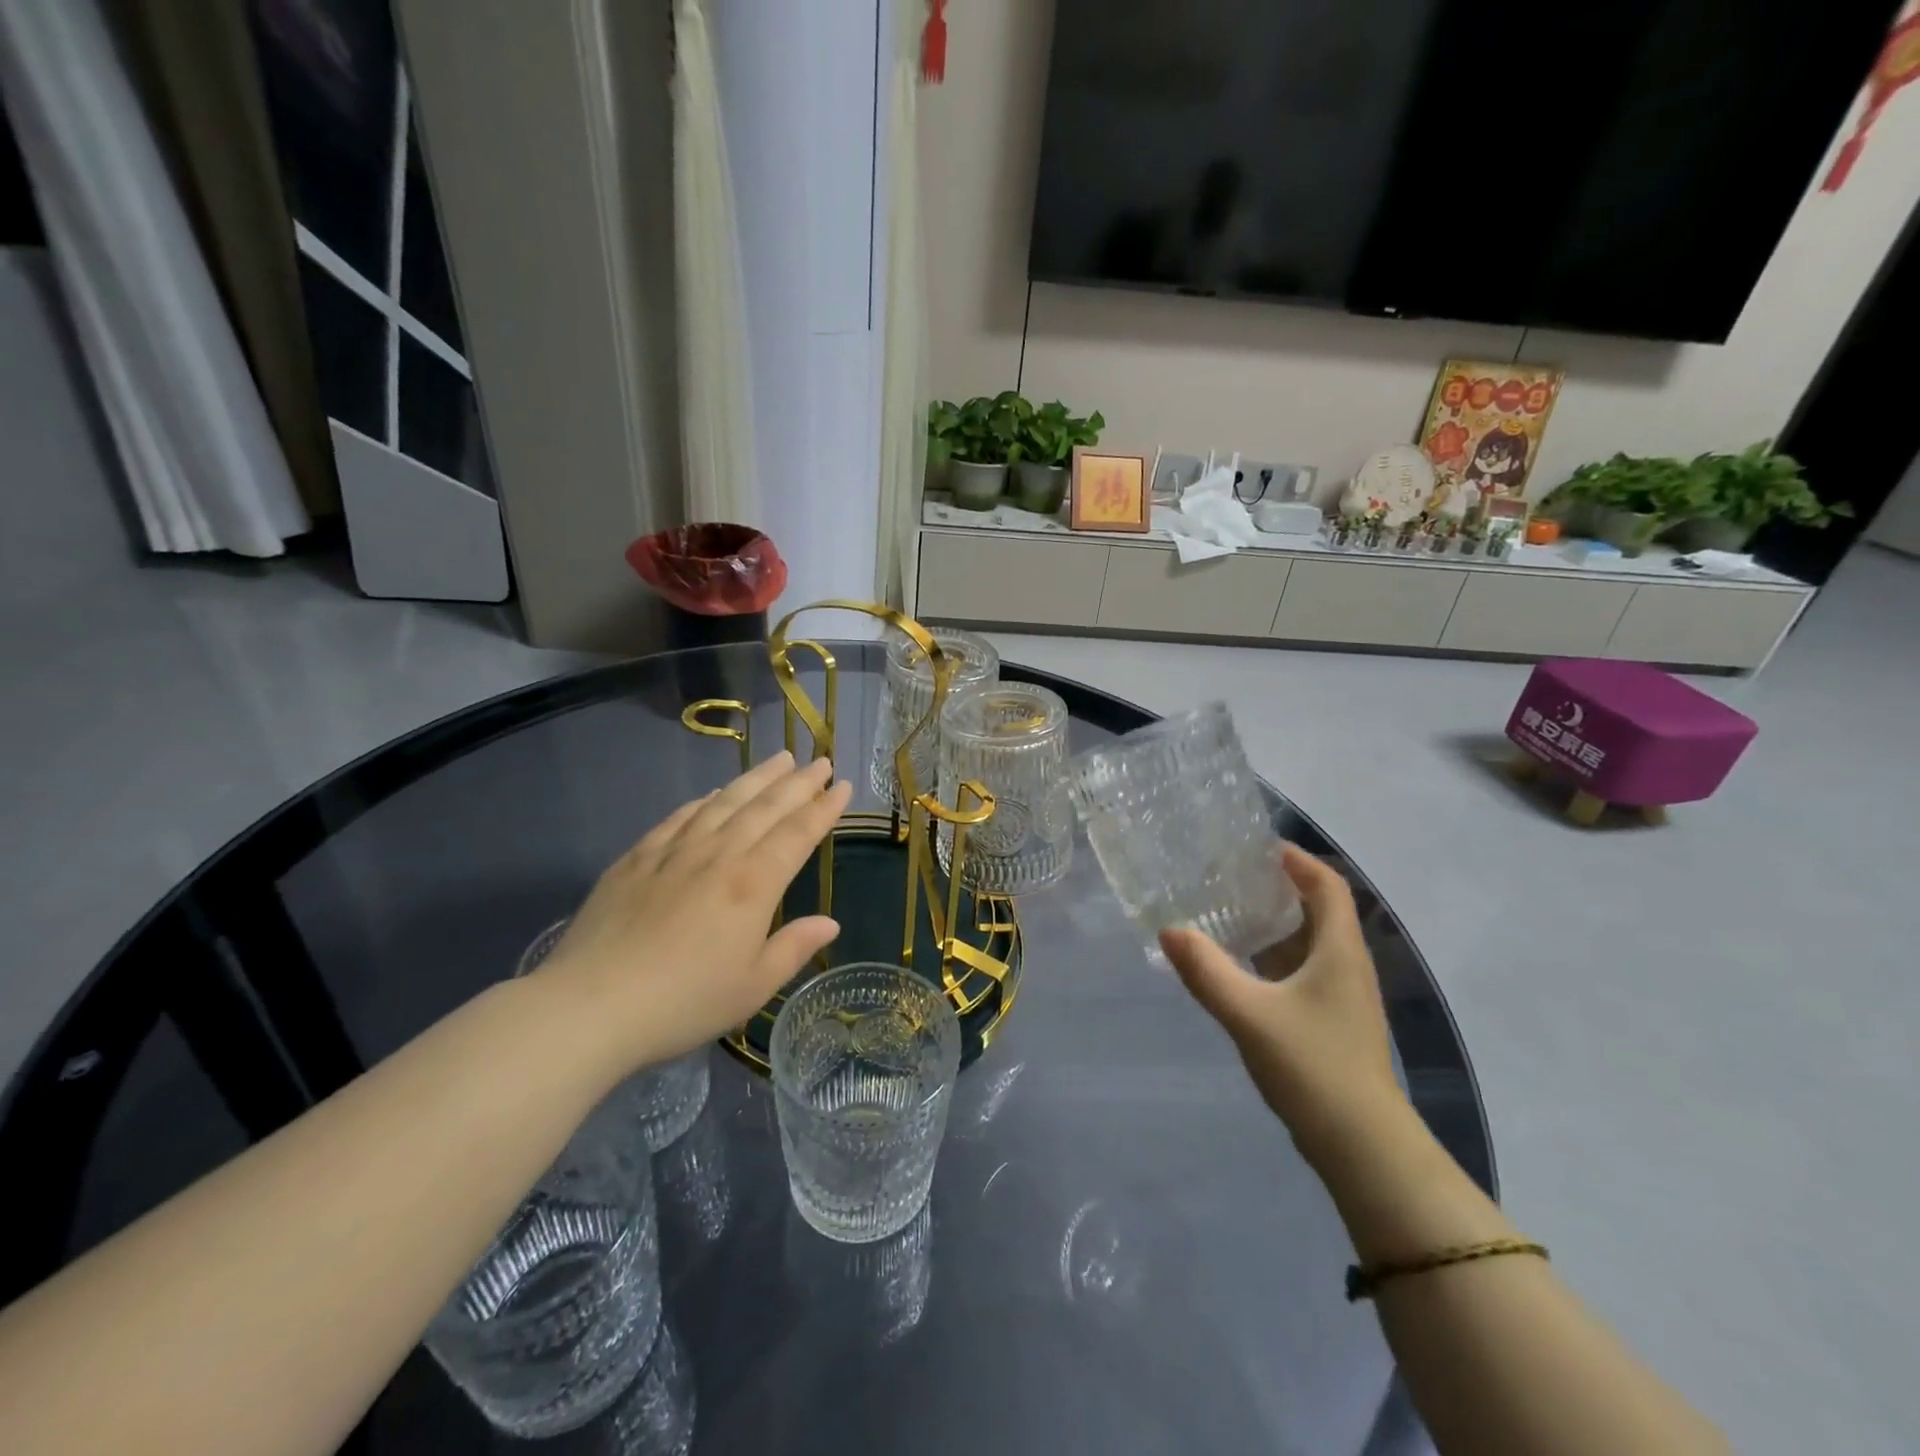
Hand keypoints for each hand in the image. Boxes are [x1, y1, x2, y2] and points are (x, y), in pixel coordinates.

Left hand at [535, 752, 851, 1078]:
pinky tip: (713, 795)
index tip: (844, 786)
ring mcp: (674, 852)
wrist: (591, 1005)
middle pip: (765, 808)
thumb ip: (794, 947)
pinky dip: (703, 801)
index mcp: (753, 884)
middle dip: (798, 782)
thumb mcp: (753, 987)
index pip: (798, 834)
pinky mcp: (637, 859)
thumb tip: (830, 922)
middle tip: (820, 761)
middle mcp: (718, 855)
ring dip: (756, 779)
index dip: (824, 808)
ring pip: (724, 802)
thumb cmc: (684, 1002)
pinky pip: (679, 817)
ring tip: (778, 759)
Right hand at [1160, 845, 1403, 1169]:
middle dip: (1276, 888)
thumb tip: (1168, 930)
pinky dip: (1271, 958)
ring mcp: (1341, 996)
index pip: (1326, 884)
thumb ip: (1206, 971)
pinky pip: (1300, 971)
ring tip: (1225, 912)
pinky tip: (1238, 966)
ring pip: (1307, 943)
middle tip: (1228, 876)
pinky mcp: (1330, 1022)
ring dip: (1272, 924)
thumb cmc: (1313, 1067)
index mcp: (1339, 950)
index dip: (1296, 860)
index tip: (1255, 848)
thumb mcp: (1250, 1015)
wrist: (1362, 1146)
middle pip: (1317, 909)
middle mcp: (1346, 965)